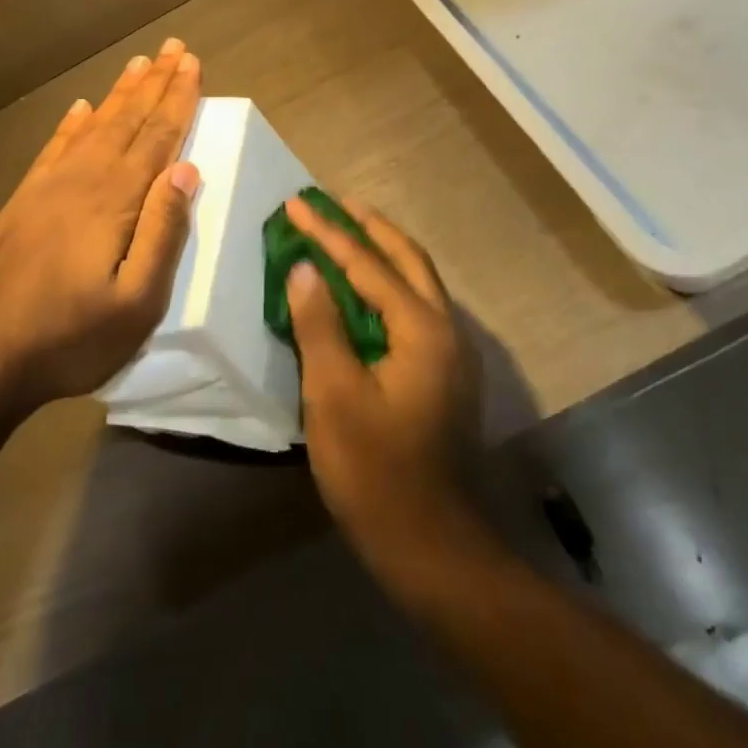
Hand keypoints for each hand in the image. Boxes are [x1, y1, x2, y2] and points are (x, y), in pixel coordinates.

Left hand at [0, 38, 202, 412]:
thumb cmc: (73, 335)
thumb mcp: (138, 301)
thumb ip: (164, 231)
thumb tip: (186, 169)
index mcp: (117, 199)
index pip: (158, 136)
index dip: (179, 98)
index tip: (193, 63)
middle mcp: (85, 178)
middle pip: (128, 119)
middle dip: (155, 82)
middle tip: (174, 47)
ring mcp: (51, 186)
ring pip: (95, 125)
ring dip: (120, 93)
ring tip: (138, 63)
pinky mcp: (26, 199)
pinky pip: (56, 146)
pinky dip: (73, 122)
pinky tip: (81, 107)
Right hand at [283, 195, 479, 561]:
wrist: (431, 545)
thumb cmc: (375, 470)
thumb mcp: (334, 395)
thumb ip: (319, 324)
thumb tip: (304, 267)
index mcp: (421, 328)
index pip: (367, 264)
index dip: (328, 232)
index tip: (296, 203)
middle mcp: (445, 328)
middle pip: (406, 258)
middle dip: (368, 226)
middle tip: (333, 201)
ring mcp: (451, 352)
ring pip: (416, 280)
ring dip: (381, 250)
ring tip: (347, 230)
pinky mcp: (444, 372)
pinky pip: (415, 306)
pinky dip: (388, 282)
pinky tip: (365, 289)